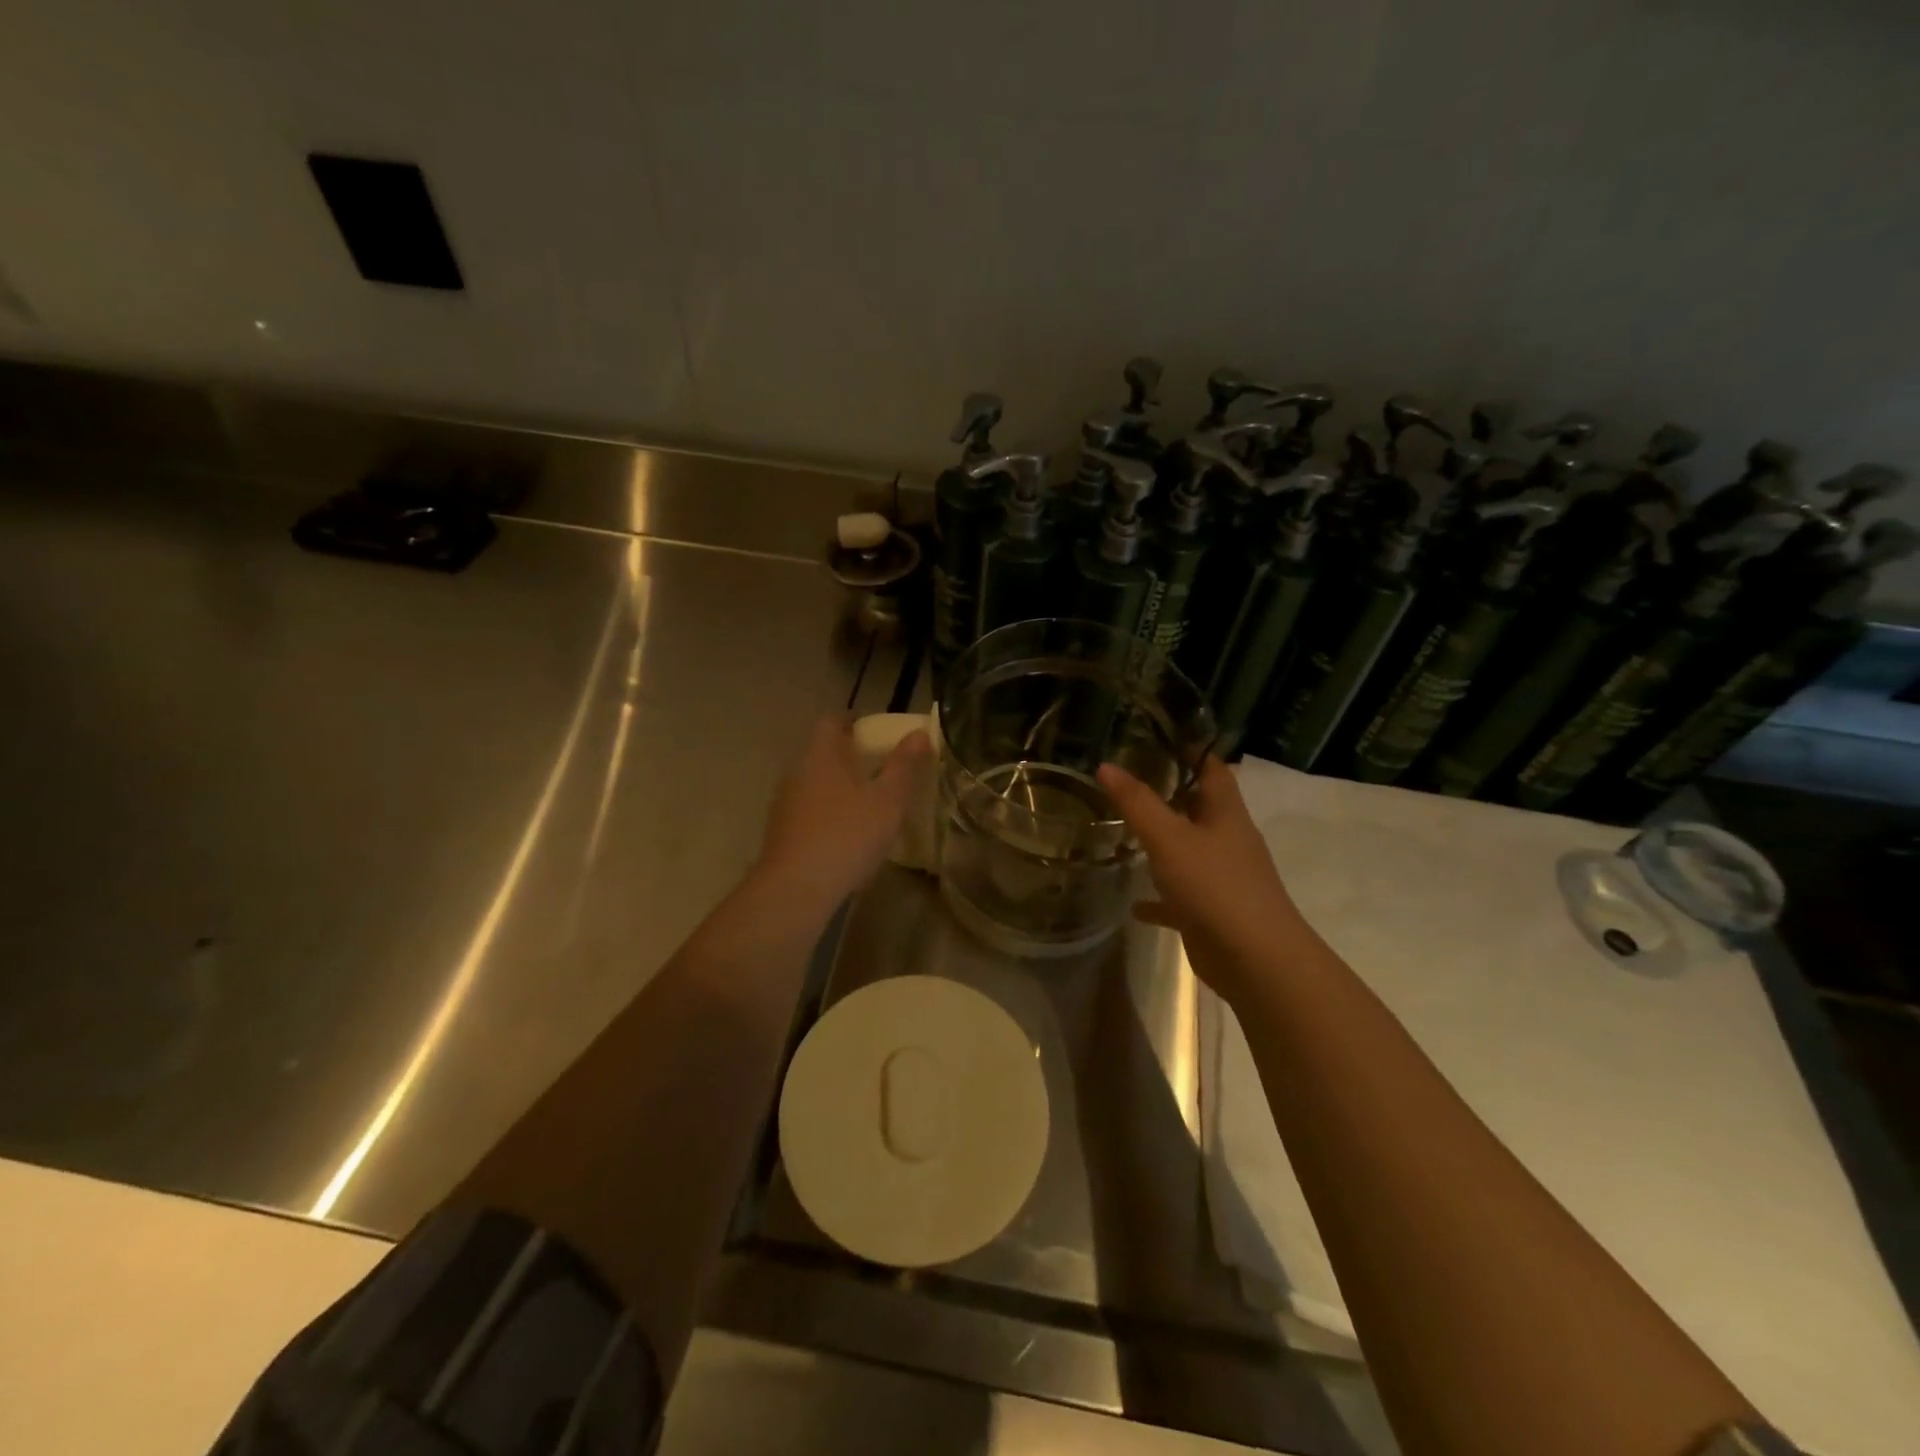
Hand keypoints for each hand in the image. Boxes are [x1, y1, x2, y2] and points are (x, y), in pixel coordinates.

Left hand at [755, 715, 931, 910]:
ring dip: (839, 786)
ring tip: (869, 802)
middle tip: (881, 768)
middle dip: (850, 756)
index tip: (877, 732)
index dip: (854, 721)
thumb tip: (918, 734)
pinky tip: (847, 835)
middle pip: (823, 751)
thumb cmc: (847, 835)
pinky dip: (829, 812)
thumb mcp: (887, 801)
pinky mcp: (782, 832)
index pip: (832, 720)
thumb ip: (904, 766)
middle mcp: (798, 771)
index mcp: (821, 754)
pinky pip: (809, 810)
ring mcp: (785, 803)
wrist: (796, 889)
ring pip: (815, 782)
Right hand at [1097, 756, 1309, 1005]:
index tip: (1157, 738)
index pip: (1212, 769)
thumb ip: (1137, 803)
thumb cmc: (1215, 886)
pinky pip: (1180, 897)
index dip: (1191, 750)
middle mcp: (1228, 840)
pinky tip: (1135, 903)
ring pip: (1189, 851)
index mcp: (1226, 814)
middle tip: (1129, 782)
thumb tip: (1106, 765)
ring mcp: (1222, 878)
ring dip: (1163, 843)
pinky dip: (1159, 897)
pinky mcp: (1212, 911)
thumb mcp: (1169, 838)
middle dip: (1170, 795)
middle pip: (1200, 808)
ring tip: (1124, 832)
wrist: (1256, 960)